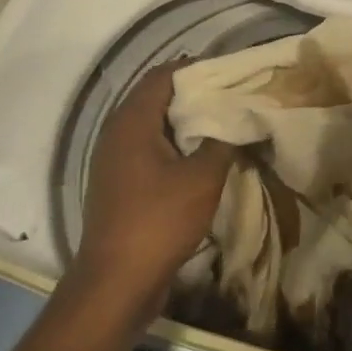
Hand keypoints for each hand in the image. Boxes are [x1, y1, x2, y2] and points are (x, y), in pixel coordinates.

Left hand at [66, 61, 234, 320]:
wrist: (117, 282)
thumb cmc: (160, 221)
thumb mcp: (203, 178)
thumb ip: (222, 141)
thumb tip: (237, 119)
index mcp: (132, 122)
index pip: (162, 76)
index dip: (195, 69)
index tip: (229, 72)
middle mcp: (116, 133)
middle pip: (155, 98)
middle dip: (193, 94)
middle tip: (231, 95)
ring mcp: (114, 160)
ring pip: (152, 125)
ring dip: (184, 121)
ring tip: (222, 122)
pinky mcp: (118, 183)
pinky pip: (149, 149)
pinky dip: (174, 144)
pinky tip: (201, 155)